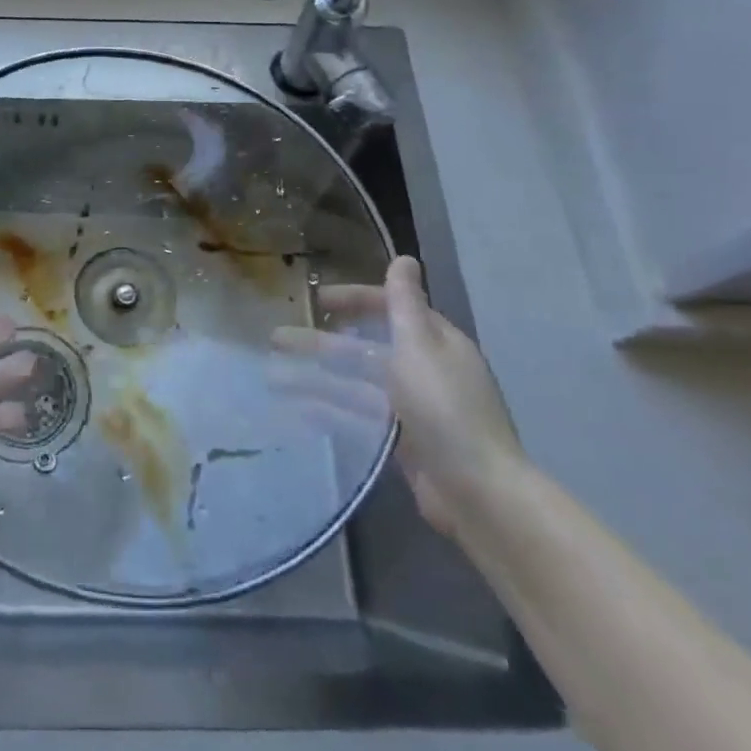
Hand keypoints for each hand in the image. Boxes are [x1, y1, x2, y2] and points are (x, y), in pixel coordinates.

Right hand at [274, 256, 524, 537]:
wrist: (478, 492)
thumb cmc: (444, 408)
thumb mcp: (419, 346)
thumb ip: (405, 303)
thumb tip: (405, 258)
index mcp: (435, 342)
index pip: (388, 307)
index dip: (352, 300)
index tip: (314, 299)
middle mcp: (423, 369)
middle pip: (365, 347)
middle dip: (321, 342)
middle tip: (277, 338)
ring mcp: (411, 408)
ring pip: (355, 383)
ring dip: (316, 377)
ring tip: (272, 377)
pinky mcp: (401, 441)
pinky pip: (358, 416)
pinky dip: (330, 409)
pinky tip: (297, 409)